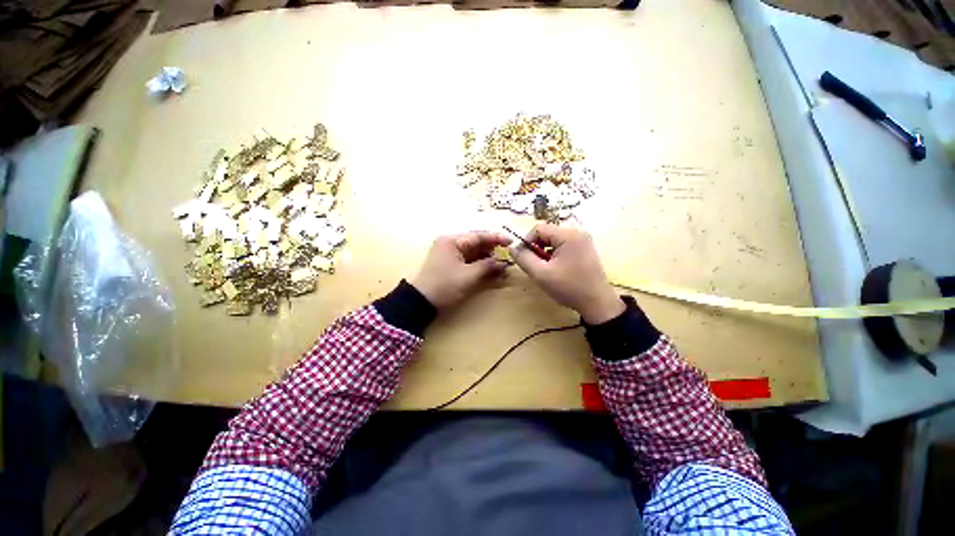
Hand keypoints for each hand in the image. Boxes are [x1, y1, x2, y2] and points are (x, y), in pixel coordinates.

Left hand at [410, 231, 512, 308]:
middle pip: (476, 243)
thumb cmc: (445, 285)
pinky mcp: (450, 265)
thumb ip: (487, 266)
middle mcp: (450, 244)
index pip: (478, 236)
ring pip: (473, 253)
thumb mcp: (468, 276)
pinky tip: (491, 271)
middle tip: (508, 256)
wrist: (421, 302)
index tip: (511, 242)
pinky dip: (479, 265)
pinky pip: (468, 261)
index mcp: (452, 241)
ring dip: (487, 259)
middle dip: (492, 250)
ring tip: (502, 266)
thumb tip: (503, 263)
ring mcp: (449, 254)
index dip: (496, 238)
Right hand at [510, 224, 623, 323]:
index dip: (527, 241)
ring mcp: (584, 239)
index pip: (539, 228)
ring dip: (545, 250)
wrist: (597, 302)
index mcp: (568, 235)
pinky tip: (556, 267)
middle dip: (537, 247)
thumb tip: (512, 248)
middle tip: (534, 264)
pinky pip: (564, 244)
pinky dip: (555, 253)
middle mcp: (577, 232)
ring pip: (555, 239)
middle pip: (547, 232)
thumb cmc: (568, 287)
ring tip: (545, 267)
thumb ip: (524, 258)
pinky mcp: (586, 247)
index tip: (523, 257)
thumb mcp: (541, 274)